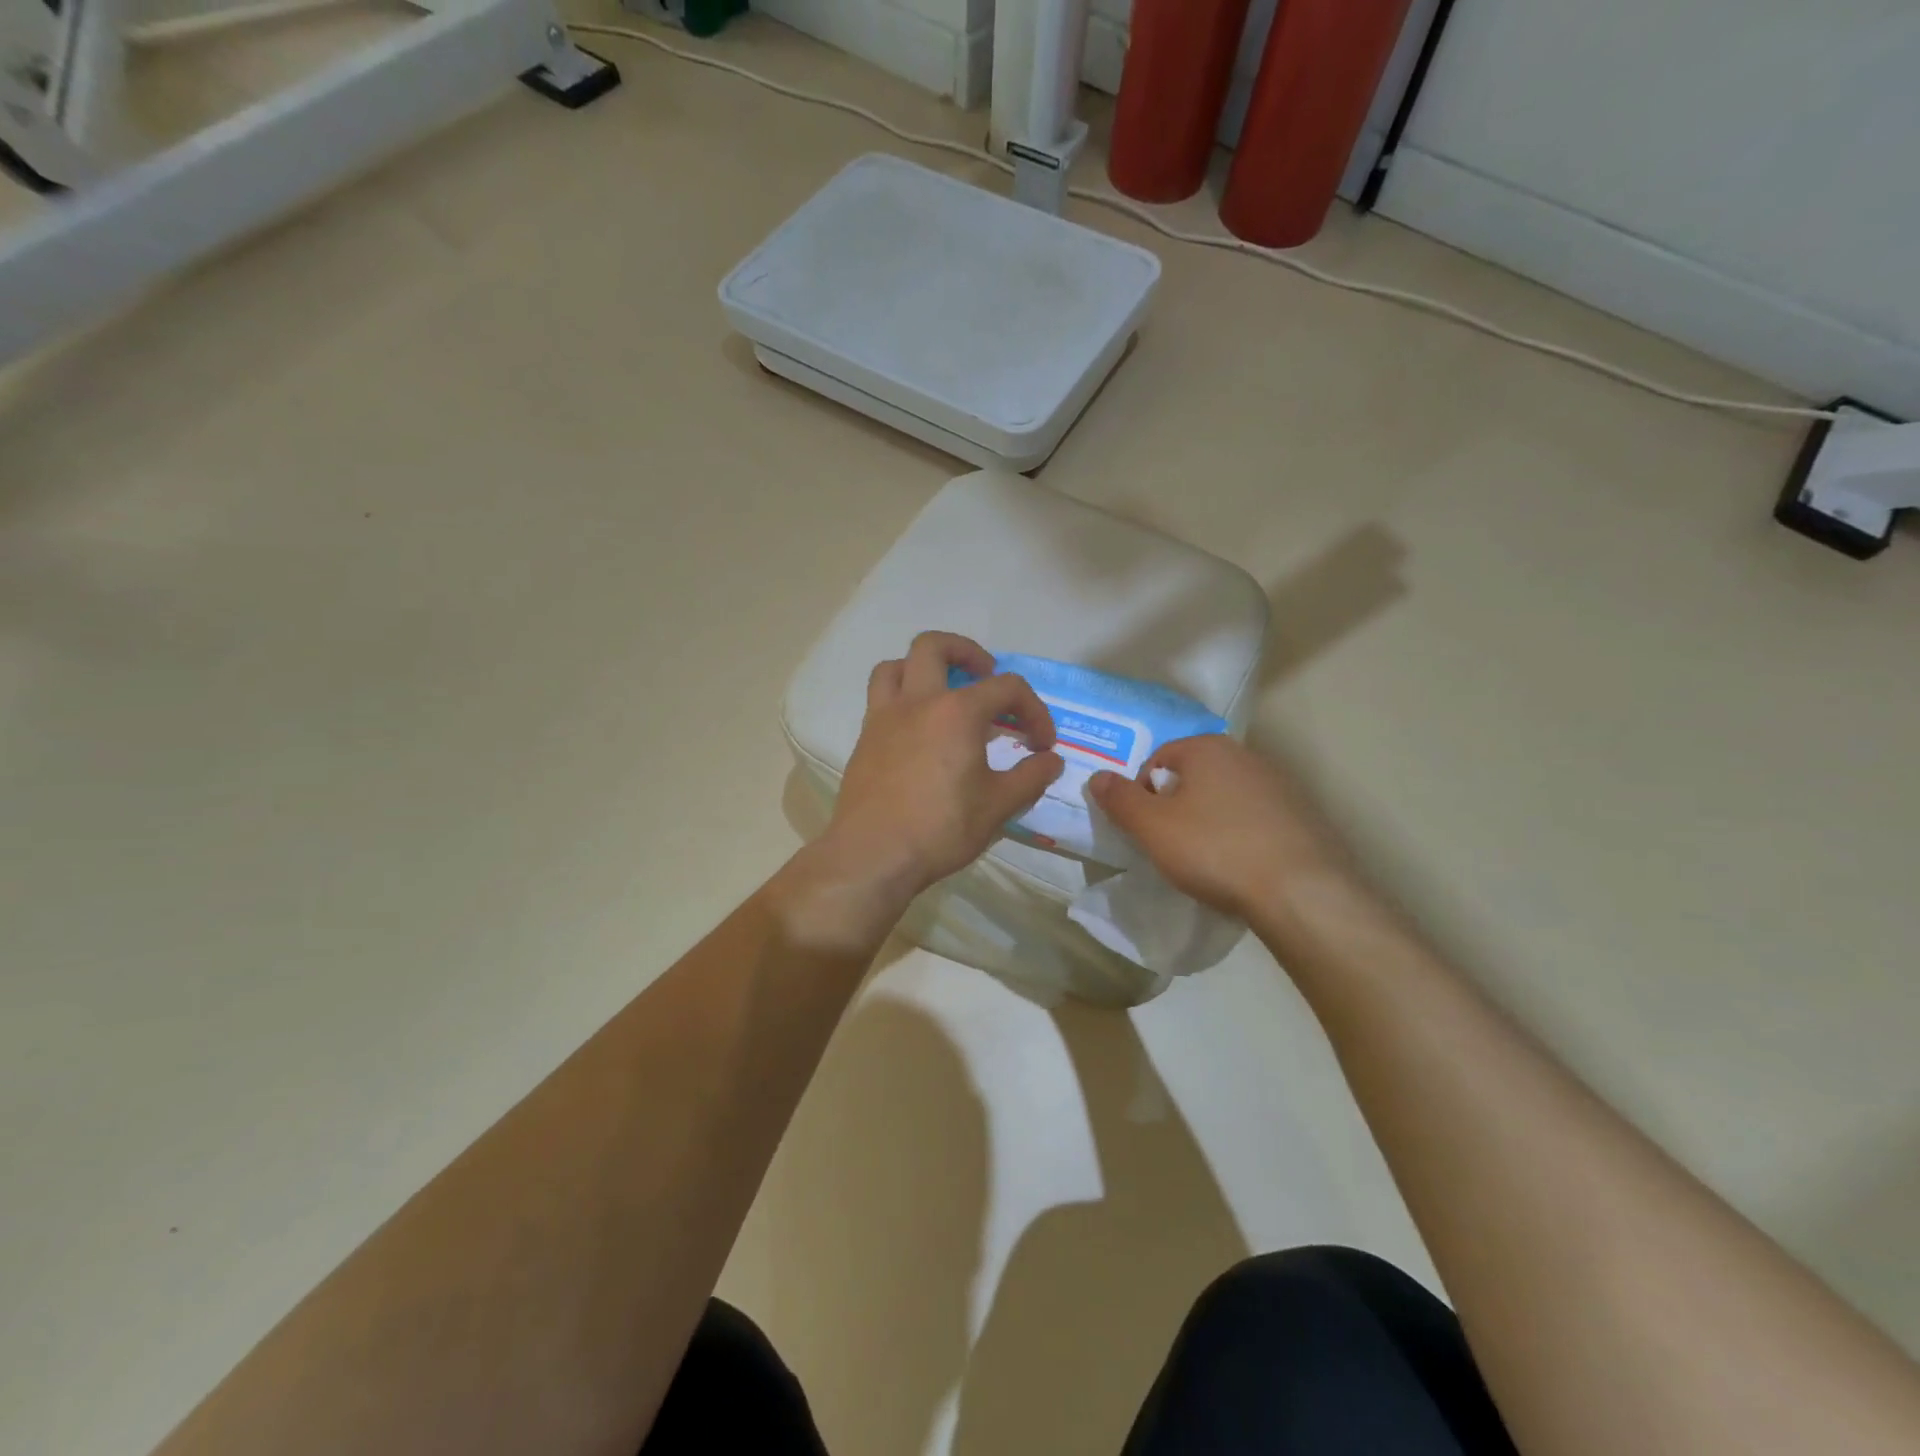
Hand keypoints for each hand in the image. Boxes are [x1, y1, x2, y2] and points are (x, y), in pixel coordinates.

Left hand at [815, 632, 1063, 907]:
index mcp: (957, 711)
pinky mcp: (865, 739)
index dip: (1034, 710)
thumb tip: (1050, 761)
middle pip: (934, 646)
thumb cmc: (941, 828)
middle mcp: (917, 701)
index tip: (1042, 745)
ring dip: (922, 668)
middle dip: (966, 652)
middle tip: (985, 676)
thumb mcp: (999, 806)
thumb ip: (1030, 777)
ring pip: (896, 666)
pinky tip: (919, 731)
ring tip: (943, 692)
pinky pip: (880, 698)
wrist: (873, 855)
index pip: (1007, 688)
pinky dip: (902, 698)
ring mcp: (884, 718)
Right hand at [1088, 735, 1350, 921]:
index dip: (1142, 792)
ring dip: (1209, 821)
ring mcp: (1279, 785)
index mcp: (1207, 747)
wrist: (1300, 891)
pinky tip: (1240, 866)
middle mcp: (1245, 755)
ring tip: (1206, 860)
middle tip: (1170, 844)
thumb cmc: (1214, 850)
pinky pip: (1255, 820)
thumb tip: (1097, 777)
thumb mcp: (1152, 827)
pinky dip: (1241, 836)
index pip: (1158, 758)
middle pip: (1193, 776)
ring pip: (1225, 798)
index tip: (1146, 828)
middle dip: (1176, 805)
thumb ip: (1119, 799)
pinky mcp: (1302, 816)